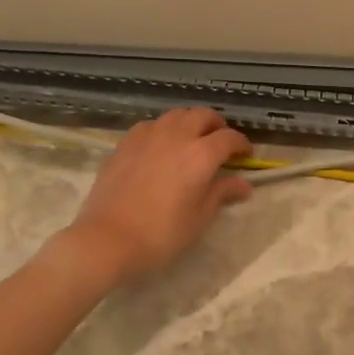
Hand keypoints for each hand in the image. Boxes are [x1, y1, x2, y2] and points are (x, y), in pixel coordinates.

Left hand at [62, 108, 252, 281]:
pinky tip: (161, 147)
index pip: (229, 138)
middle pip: (203, 115)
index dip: (242, 144)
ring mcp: (147, 136)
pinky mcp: (125, 143)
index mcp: (201, 154)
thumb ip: (222, 193)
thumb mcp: (199, 217)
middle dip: (217, 125)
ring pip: (176, 115)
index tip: (246, 156)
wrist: (107, 239)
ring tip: (191, 140)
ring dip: (190, 122)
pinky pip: (151, 126)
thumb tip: (243, 184)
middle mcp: (176, 136)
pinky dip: (164, 130)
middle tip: (220, 143)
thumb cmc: (161, 233)